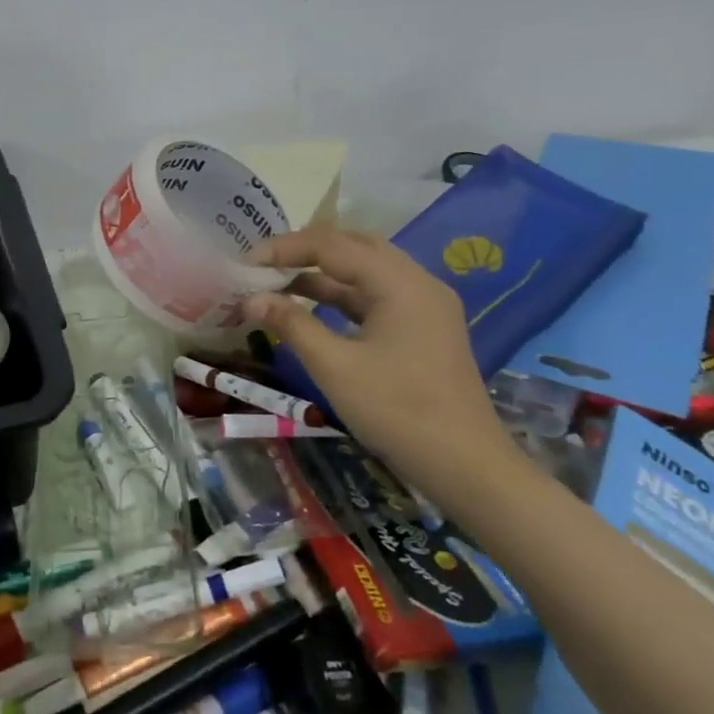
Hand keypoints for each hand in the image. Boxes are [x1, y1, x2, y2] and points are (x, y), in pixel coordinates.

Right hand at [242, 229, 513, 502]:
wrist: (467, 468)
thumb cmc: (398, 412)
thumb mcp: (335, 367)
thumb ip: (291, 324)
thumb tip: (251, 299)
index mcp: (399, 283)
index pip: (332, 245)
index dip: (285, 248)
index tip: (246, 263)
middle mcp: (416, 282)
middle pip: (352, 247)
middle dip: (304, 252)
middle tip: (262, 265)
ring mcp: (423, 306)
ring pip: (364, 271)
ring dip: (320, 274)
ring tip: (276, 284)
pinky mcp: (422, 328)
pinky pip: (374, 296)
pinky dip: (340, 296)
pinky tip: (310, 308)